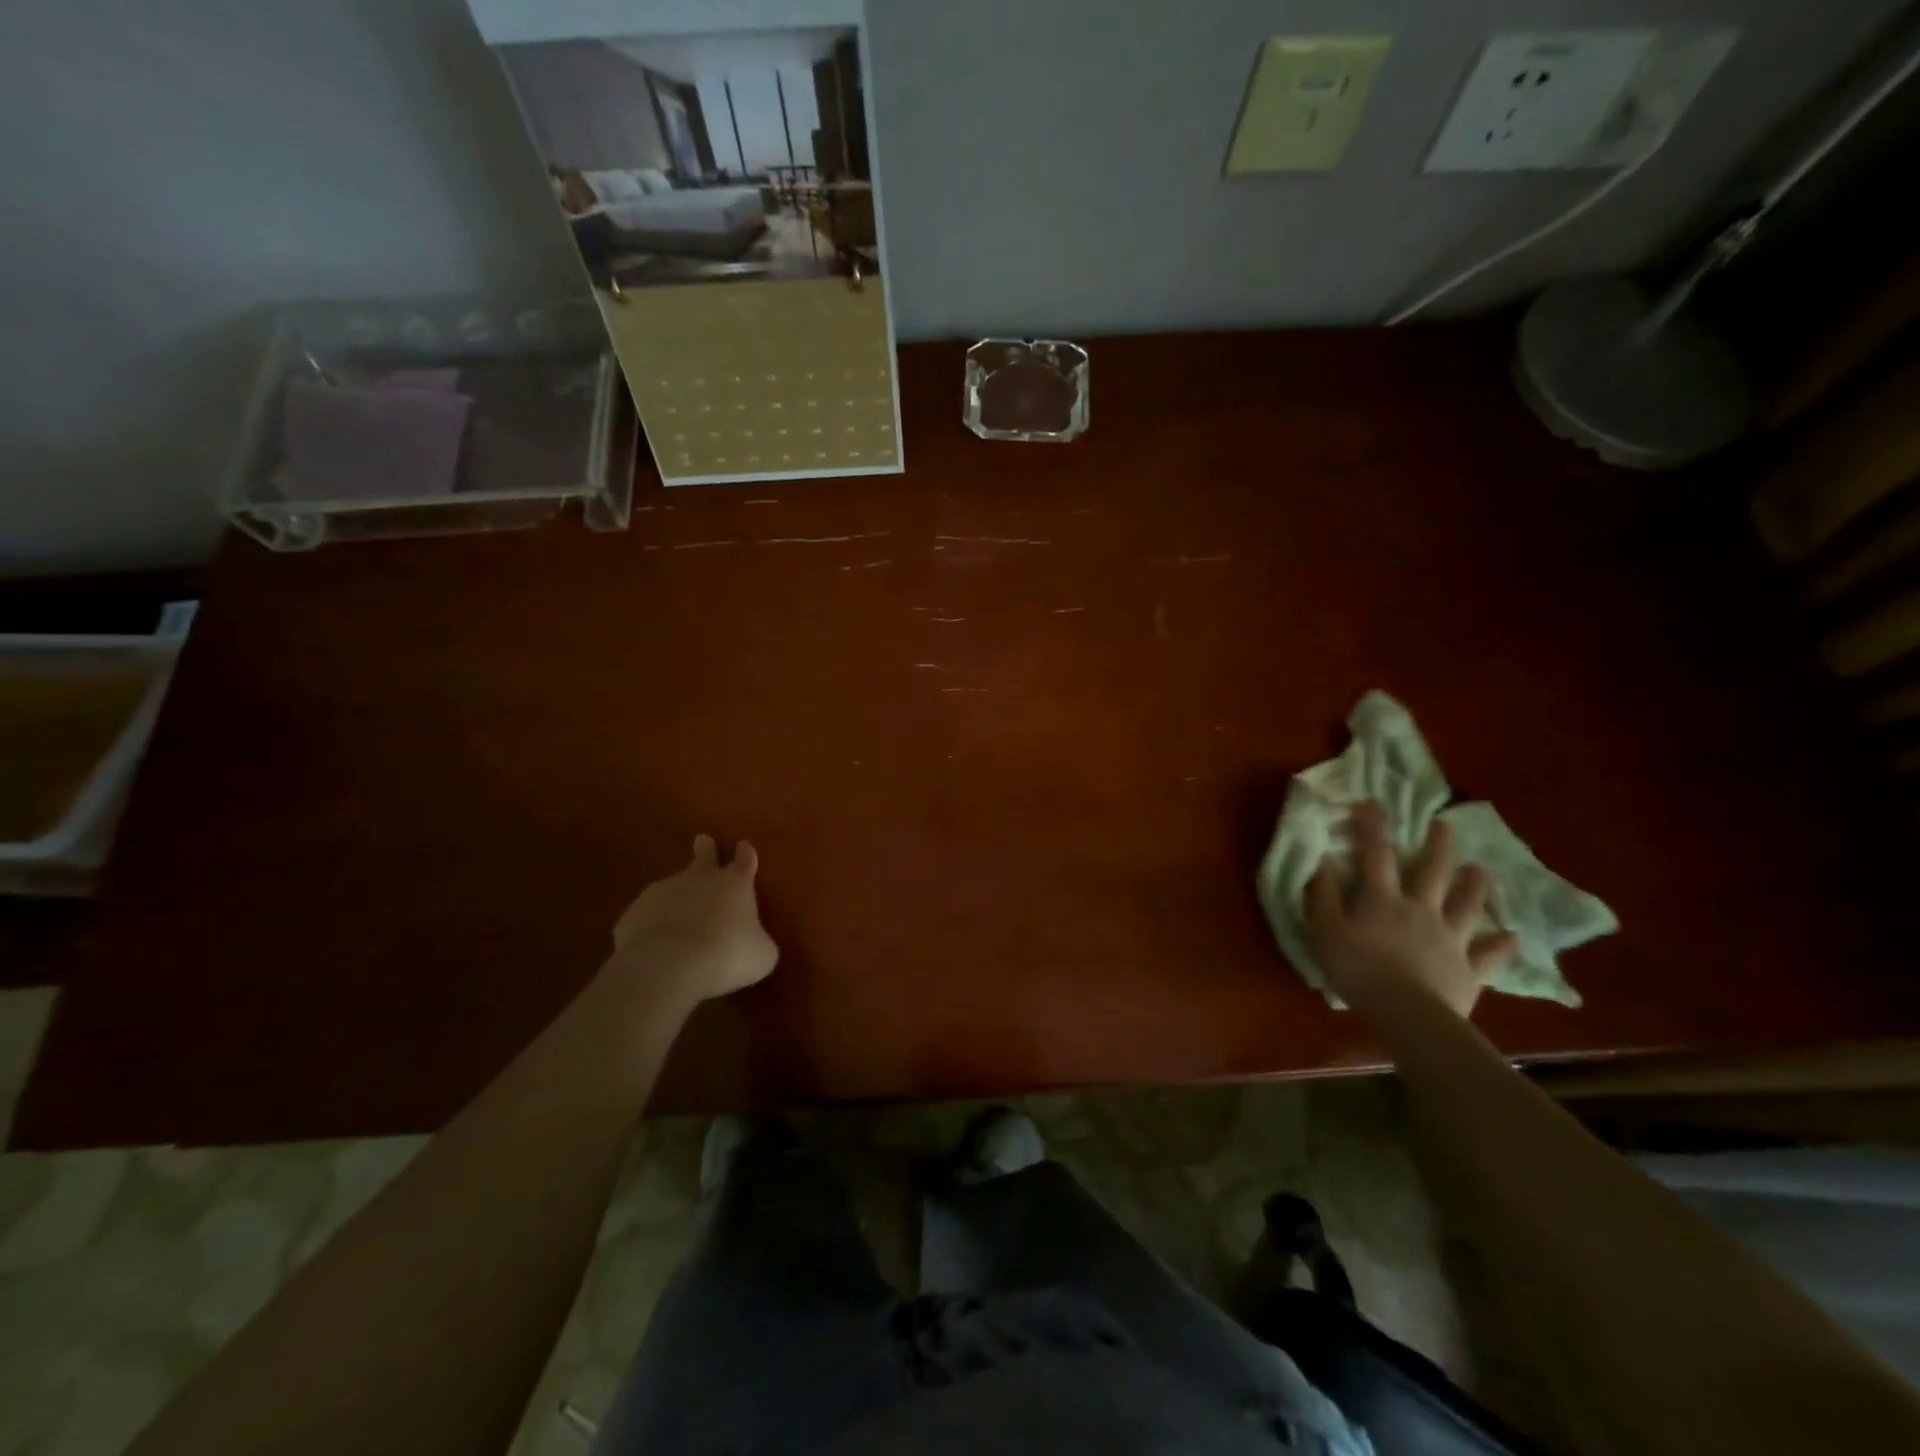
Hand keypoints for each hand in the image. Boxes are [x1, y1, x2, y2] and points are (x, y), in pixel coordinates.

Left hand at [606, 835, 777, 1009]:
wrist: (668, 965)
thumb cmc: (728, 954)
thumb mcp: (761, 954)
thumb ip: (758, 942)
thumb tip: (755, 943)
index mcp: (735, 884)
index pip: (744, 862)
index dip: (745, 854)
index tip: (743, 845)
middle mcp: (698, 879)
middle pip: (703, 856)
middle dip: (705, 848)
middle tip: (702, 840)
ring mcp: (661, 893)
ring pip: (671, 888)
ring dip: (676, 898)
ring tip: (678, 920)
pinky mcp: (632, 915)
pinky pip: (646, 918)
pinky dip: (652, 926)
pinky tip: (654, 945)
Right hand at [1305, 802, 1517, 1016]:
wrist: (1407, 1013)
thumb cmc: (1358, 969)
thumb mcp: (1326, 930)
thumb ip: (1325, 895)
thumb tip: (1324, 860)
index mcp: (1383, 900)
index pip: (1376, 855)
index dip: (1373, 828)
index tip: (1371, 803)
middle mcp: (1421, 910)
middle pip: (1432, 872)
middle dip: (1438, 846)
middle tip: (1446, 825)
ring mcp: (1450, 938)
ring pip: (1466, 905)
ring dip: (1475, 885)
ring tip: (1482, 868)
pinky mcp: (1469, 969)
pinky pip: (1489, 955)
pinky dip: (1501, 945)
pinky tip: (1512, 937)